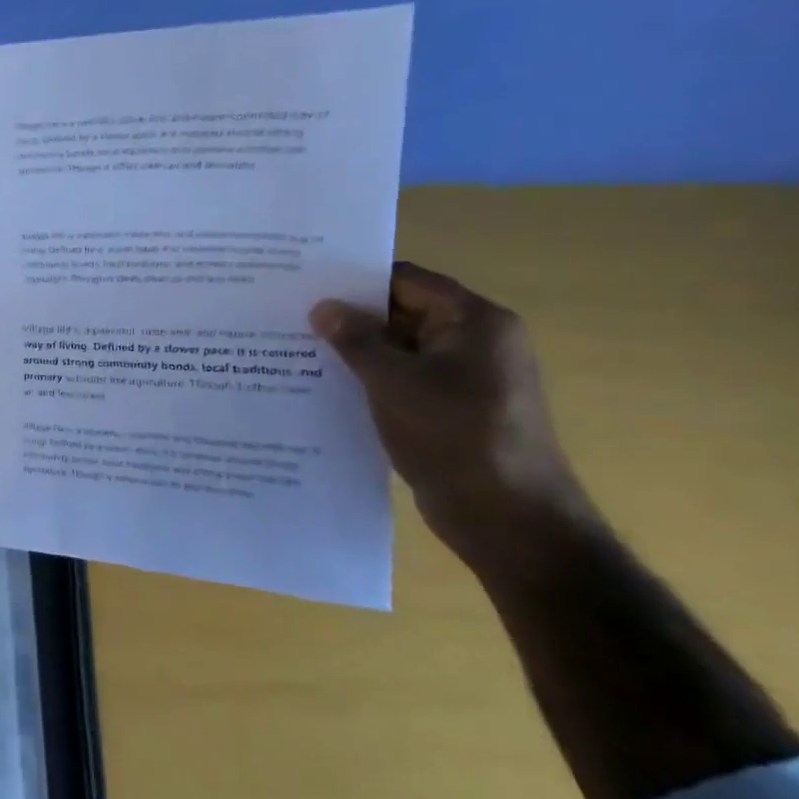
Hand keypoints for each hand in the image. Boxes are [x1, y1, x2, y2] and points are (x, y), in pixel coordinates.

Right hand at [311, 262, 596, 580]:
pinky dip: (370, 380)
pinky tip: (326, 386)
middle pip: (403, 313)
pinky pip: (404, 381)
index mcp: (475, 322)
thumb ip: (355, 339)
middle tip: (291, 317)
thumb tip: (323, 307)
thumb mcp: (393, 381)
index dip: (356, 280)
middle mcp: (476, 342)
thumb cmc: (453, 436)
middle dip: (351, 317)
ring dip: (356, 352)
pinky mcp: (452, 410)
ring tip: (297, 351)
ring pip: (400, 350)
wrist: (507, 518)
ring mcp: (466, 379)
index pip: (407, 281)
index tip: (306, 284)